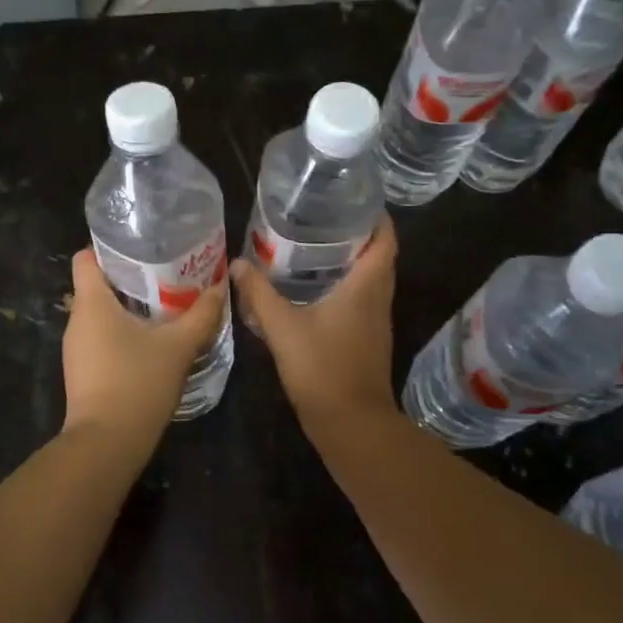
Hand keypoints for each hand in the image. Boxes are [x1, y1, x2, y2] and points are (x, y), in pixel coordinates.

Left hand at [62, 249, 227, 461]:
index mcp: (91, 303)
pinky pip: (101, 338)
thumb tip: (220, 287)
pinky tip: (151, 342)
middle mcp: (77, 320)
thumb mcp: (178, 346)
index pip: (85, 258)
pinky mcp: (82, 371)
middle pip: (97, 285)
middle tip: (166, 275)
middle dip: (130, 279)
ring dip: (129, 308)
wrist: (107, 444)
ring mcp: (76, 348)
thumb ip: (202, 314)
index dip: (109, 249)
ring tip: (165, 306)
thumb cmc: (138, 383)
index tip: (142, 250)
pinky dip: (123, 333)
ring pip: (101, 314)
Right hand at [231, 215, 398, 428]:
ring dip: (353, 261)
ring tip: (317, 246)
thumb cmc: (322, 369)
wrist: (351, 424)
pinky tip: (316, 289)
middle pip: (380, 256)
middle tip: (325, 217)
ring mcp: (376, 322)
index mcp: (367, 287)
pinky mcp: (368, 340)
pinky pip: (363, 301)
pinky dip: (347, 286)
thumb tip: (237, 264)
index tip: (353, 198)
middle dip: (359, 234)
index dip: (376, 215)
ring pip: (372, 280)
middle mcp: (378, 299)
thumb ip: (259, 294)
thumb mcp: (283, 328)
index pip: (385, 239)